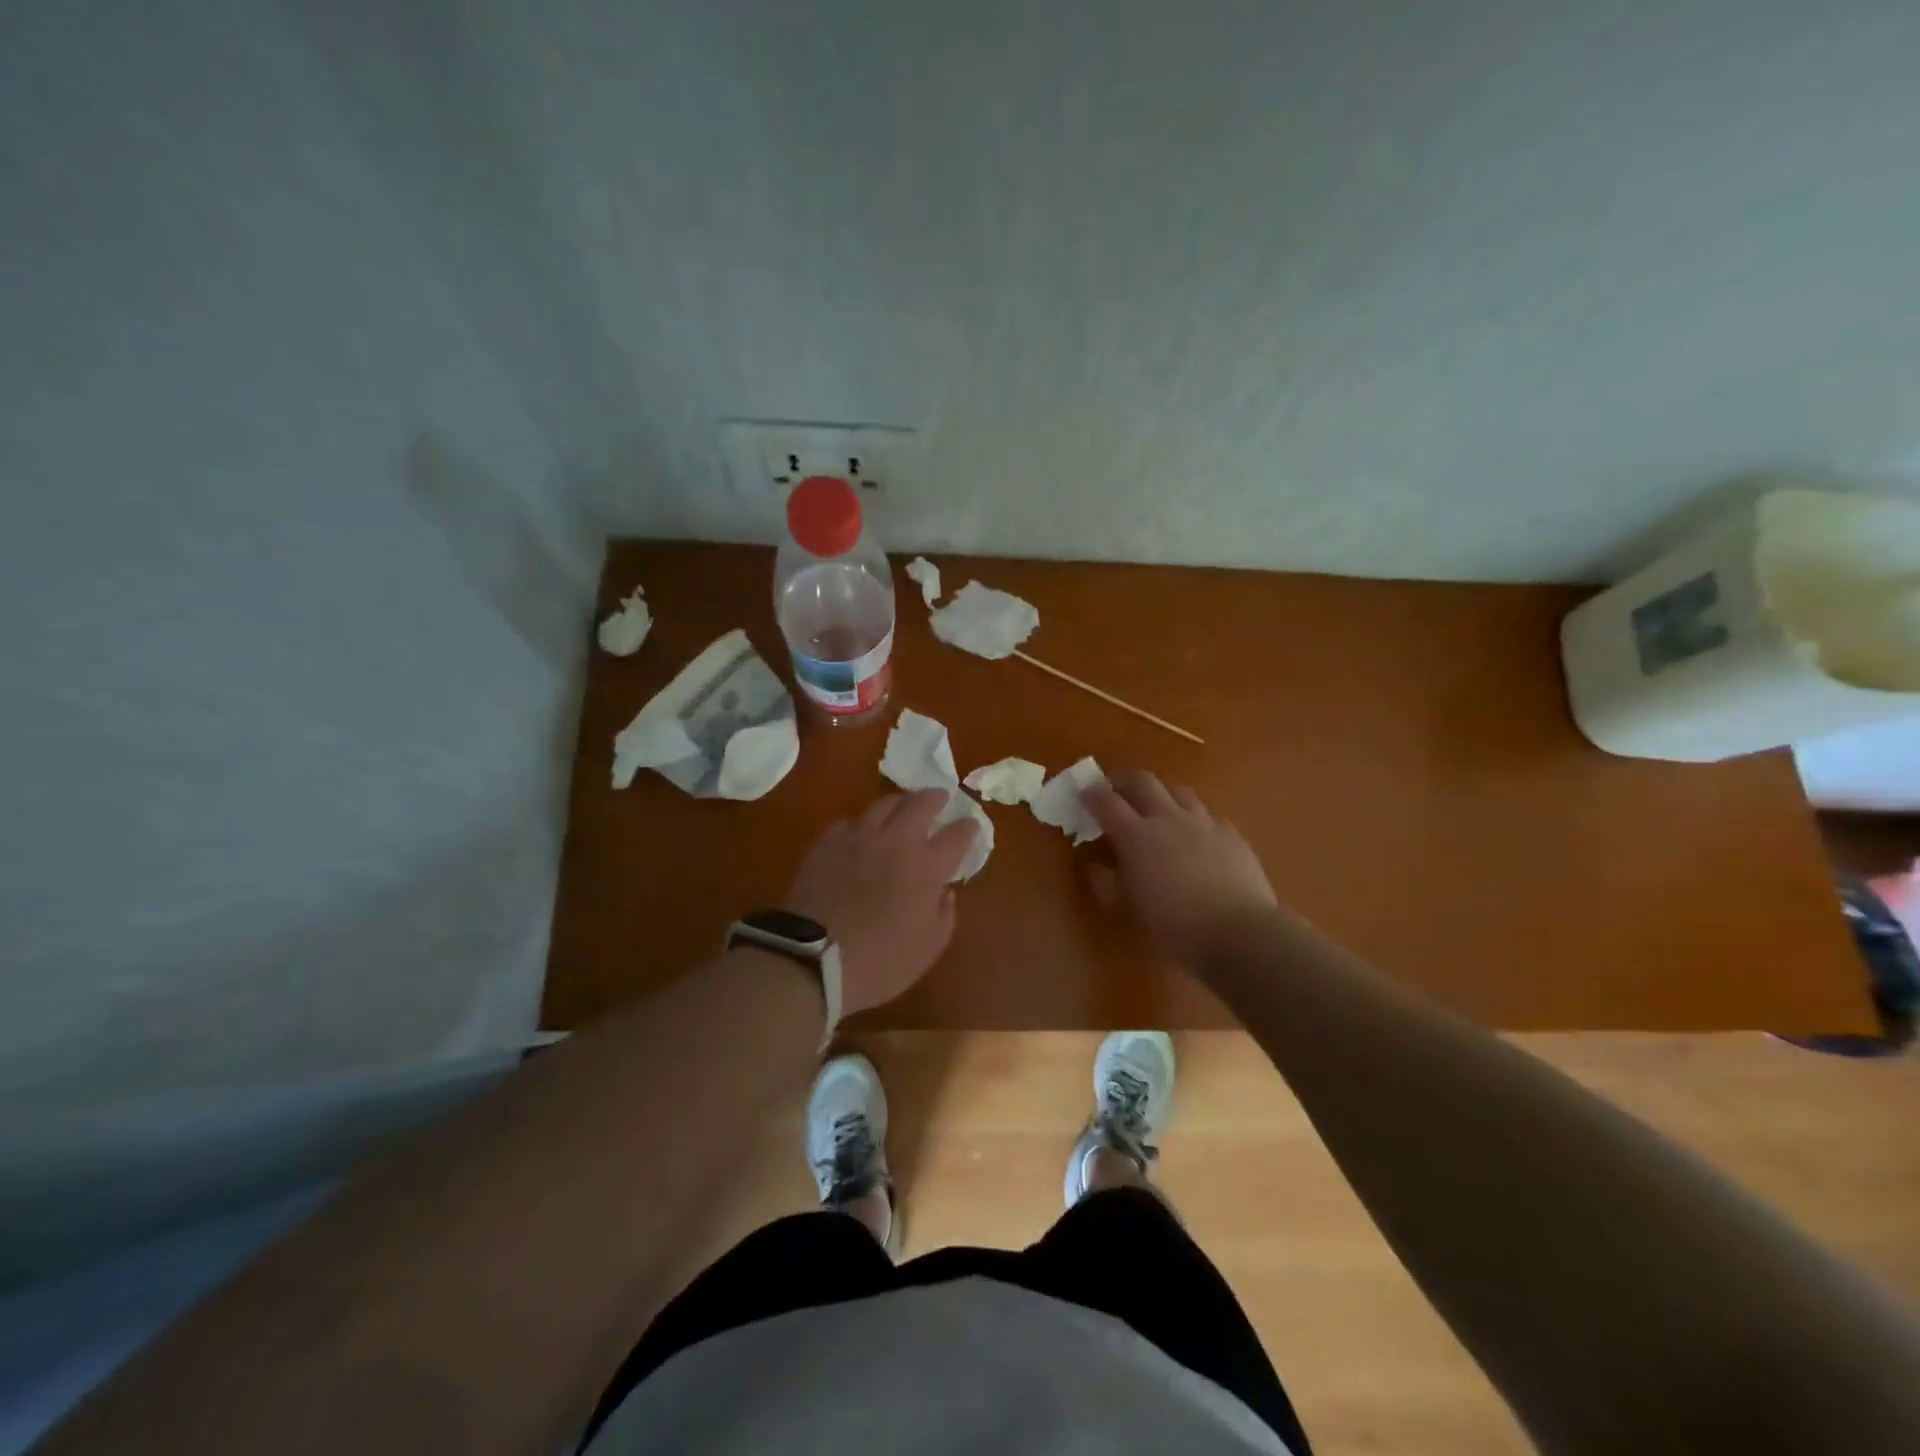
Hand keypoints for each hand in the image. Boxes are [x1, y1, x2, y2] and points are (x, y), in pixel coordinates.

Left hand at [786, 790, 978, 1015]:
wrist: (812, 960)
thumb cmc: (879, 962)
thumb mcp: (928, 949)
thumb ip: (944, 915)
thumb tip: (944, 891)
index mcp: (926, 867)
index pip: (957, 835)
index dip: (968, 828)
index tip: (971, 826)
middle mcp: (895, 842)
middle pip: (920, 804)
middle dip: (935, 798)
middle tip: (940, 798)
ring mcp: (858, 838)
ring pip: (884, 804)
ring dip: (900, 802)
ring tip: (903, 807)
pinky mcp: (827, 843)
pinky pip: (850, 822)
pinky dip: (863, 823)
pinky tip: (862, 832)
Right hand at [1083, 769, 1279, 965]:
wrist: (1238, 933)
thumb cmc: (1172, 926)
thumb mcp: (1125, 909)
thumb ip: (1104, 882)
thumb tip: (1092, 864)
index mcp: (1135, 835)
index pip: (1106, 801)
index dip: (1091, 794)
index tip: (1083, 794)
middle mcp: (1167, 818)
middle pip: (1142, 781)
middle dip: (1124, 780)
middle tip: (1115, 790)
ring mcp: (1202, 822)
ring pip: (1178, 790)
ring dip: (1161, 793)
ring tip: (1156, 807)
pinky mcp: (1230, 833)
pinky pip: (1207, 814)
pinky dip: (1194, 817)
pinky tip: (1195, 833)